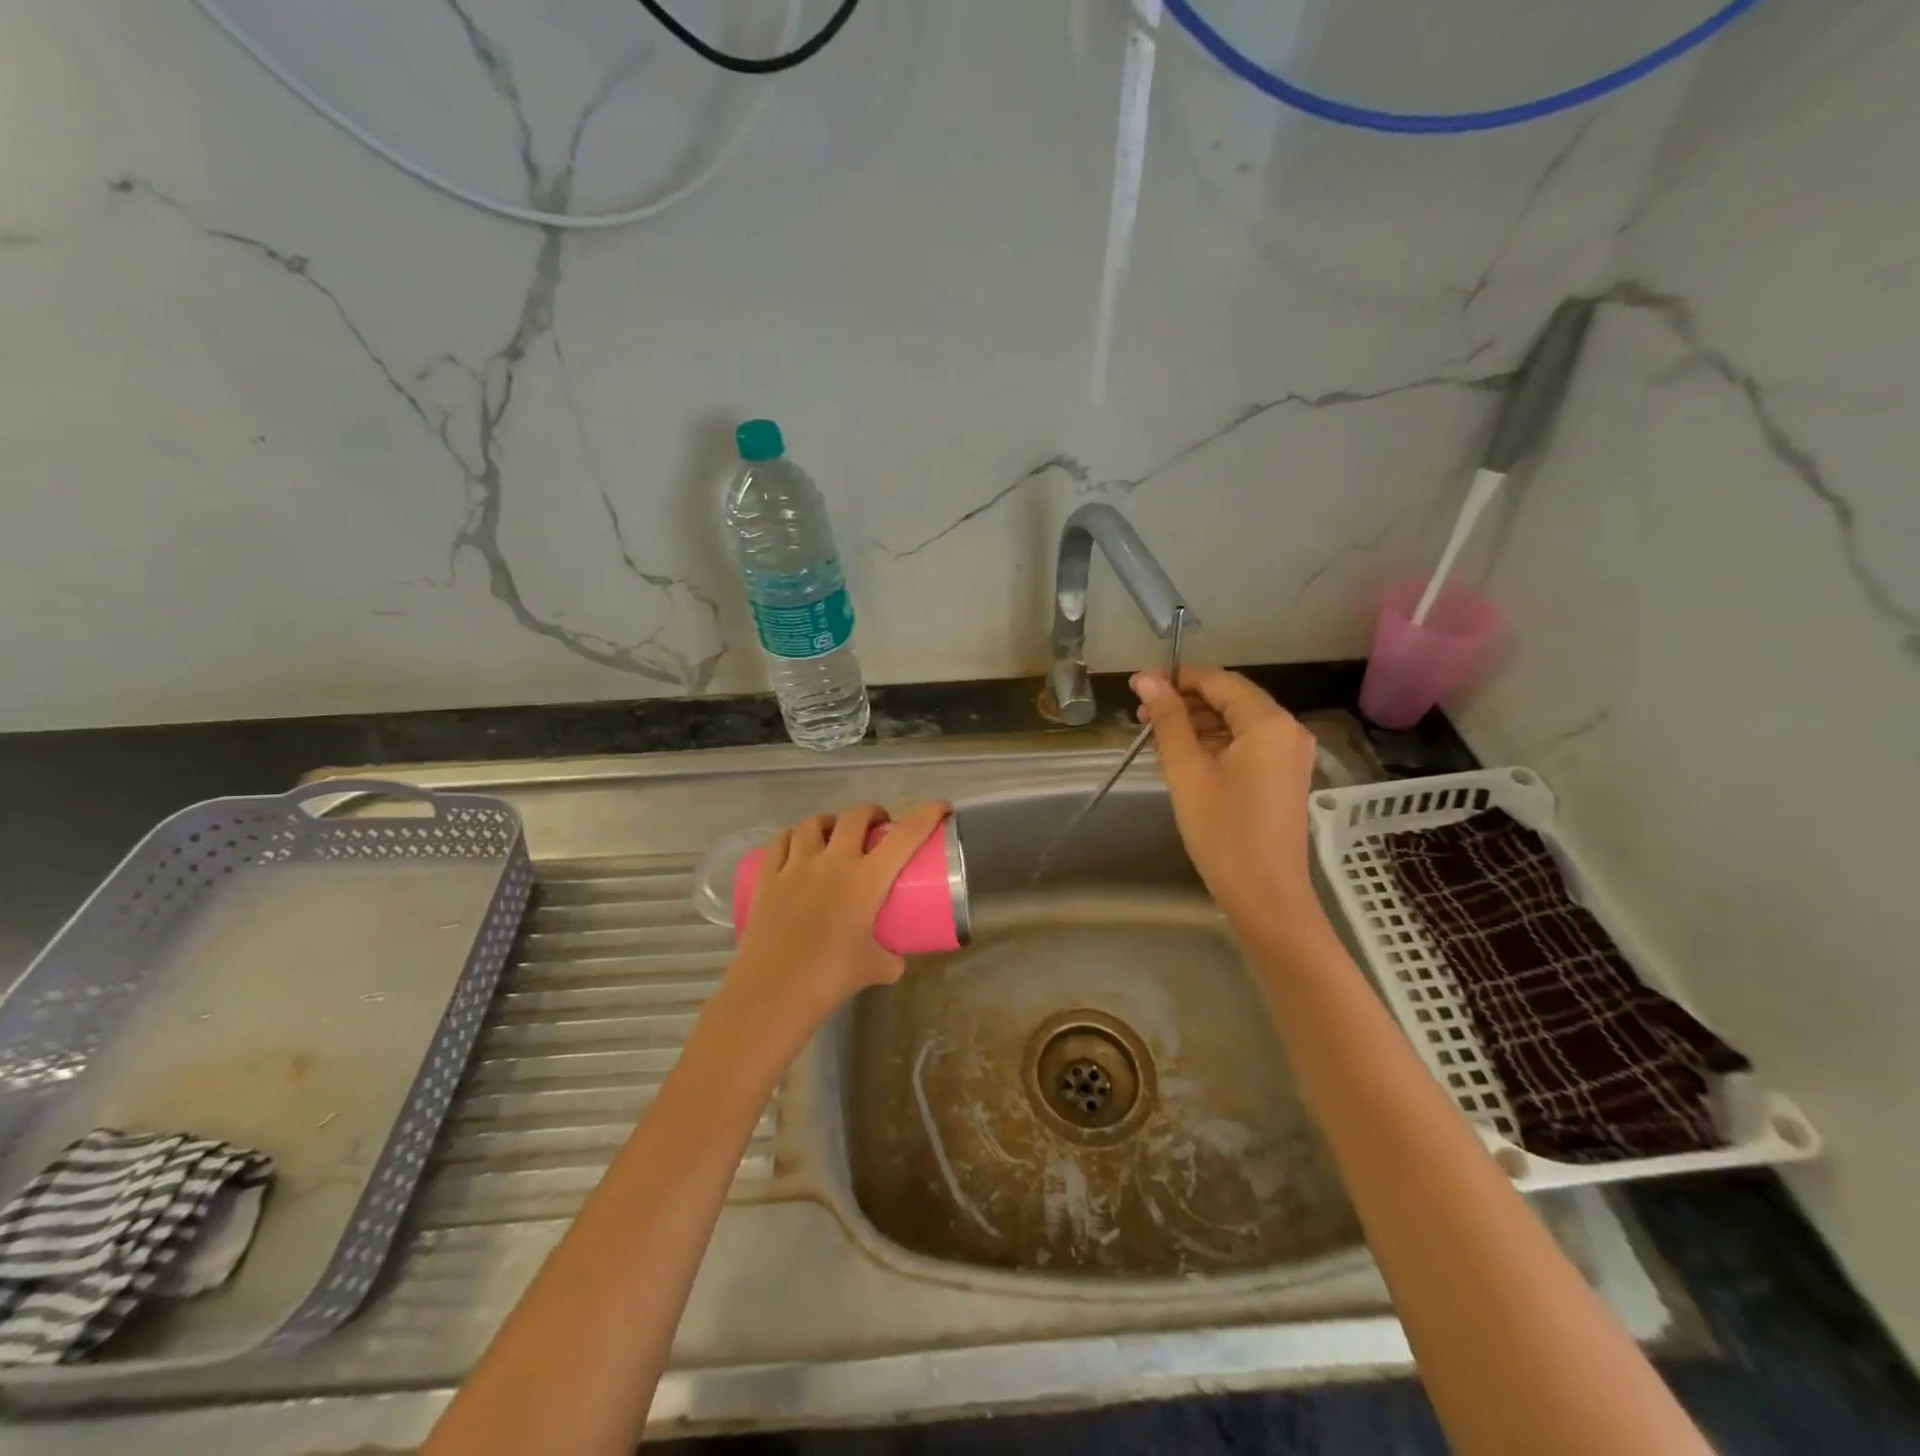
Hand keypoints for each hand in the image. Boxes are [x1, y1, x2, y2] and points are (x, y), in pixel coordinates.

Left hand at [722, 801, 951, 1040]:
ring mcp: (796, 866)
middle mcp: (832, 862)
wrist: (771, 993)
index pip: (905, 835)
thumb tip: (895, 957)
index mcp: (866, 879)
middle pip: (855, 816)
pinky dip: (794, 836)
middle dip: (873, 813)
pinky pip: (780, 841)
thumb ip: (891, 958)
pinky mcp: (767, 877)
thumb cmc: (829, 979)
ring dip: (832, 822)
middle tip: (879, 826)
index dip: (927, 814)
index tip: (940, 807)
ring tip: (835, 834)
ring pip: (814, 823)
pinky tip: (798, 846)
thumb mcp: (875, 969)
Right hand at [1131, 666, 1319, 927]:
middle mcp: (1288, 729)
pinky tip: (1183, 755)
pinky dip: (1214, 743)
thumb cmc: (1222, 831)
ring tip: (1155, 736)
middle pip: (1230, 698)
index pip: (1218, 681)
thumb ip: (1168, 720)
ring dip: (1197, 723)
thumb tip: (1146, 679)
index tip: (1138, 686)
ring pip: (1236, 721)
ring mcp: (1289, 754)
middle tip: (1140, 714)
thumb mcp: (1187, 771)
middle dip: (1184, 701)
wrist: (1264, 894)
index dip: (1176, 678)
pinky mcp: (1283, 775)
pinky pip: (1246, 744)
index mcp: (1268, 722)